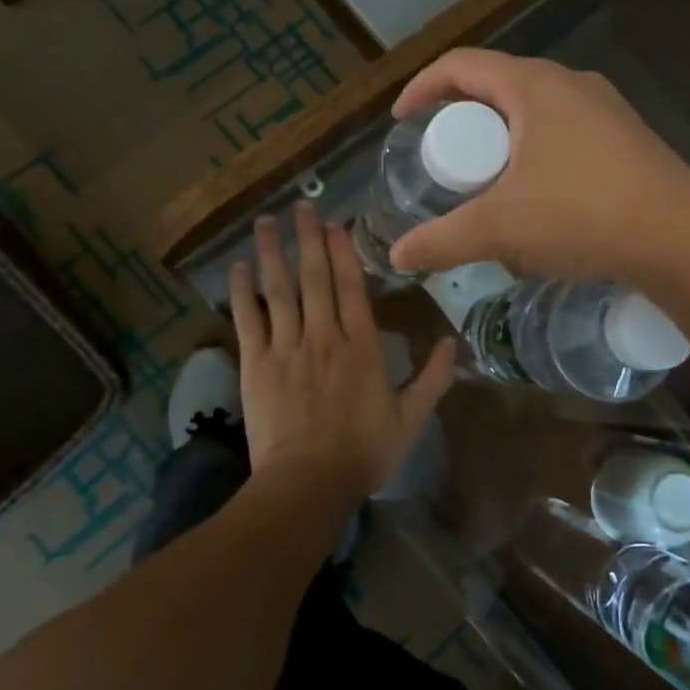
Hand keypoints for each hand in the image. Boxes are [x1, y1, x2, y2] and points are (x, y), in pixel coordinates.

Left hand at [229, 202, 455, 501]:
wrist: (308, 483)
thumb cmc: (363, 452)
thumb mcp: (410, 419)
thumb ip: (432, 378)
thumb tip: (451, 343)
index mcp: (361, 347)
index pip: (351, 287)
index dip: (342, 252)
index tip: (336, 224)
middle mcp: (324, 336)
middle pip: (314, 278)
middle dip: (308, 239)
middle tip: (301, 206)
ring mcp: (286, 348)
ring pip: (279, 290)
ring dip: (272, 253)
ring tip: (266, 222)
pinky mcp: (256, 365)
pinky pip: (248, 320)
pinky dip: (242, 292)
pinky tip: (237, 269)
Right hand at [388, 49, 689, 282]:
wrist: (681, 236)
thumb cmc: (583, 214)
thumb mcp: (502, 228)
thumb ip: (443, 240)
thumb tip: (397, 256)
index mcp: (533, 86)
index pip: (460, 65)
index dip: (421, 87)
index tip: (401, 121)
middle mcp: (569, 83)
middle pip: (497, 85)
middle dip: (461, 118)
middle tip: (443, 159)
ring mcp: (604, 108)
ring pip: (533, 110)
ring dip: (501, 137)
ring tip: (487, 179)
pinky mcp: (625, 136)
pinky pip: (563, 130)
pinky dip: (535, 150)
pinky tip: (538, 195)